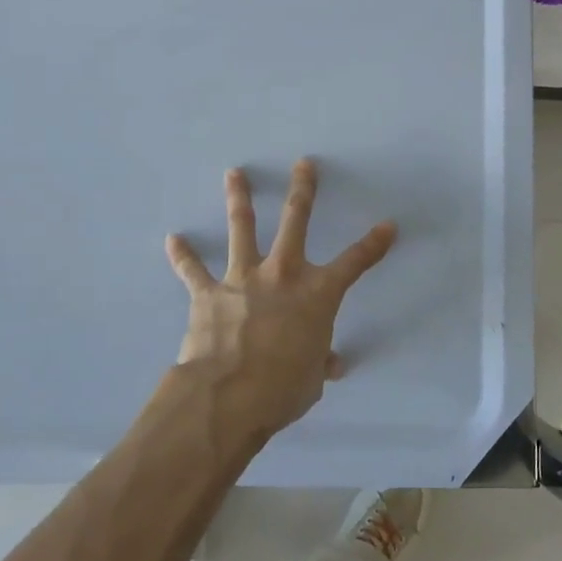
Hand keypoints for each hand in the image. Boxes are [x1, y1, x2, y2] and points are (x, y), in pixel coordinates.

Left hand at [165, 160, 395, 439]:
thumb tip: (331, 365)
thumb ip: (320, 363)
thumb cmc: (282, 389)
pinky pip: (193, 269)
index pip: (355, 262)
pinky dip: (183, 256)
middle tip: (303, 164)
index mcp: (317, 293)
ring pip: (242, 228)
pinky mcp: (209, 292)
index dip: (374, 244)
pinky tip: (173, 239)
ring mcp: (243, 278)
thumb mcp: (312, 380)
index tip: (387, 225)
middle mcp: (282, 274)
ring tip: (234, 173)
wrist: (228, 396)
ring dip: (239, 198)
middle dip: (302, 189)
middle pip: (295, 220)